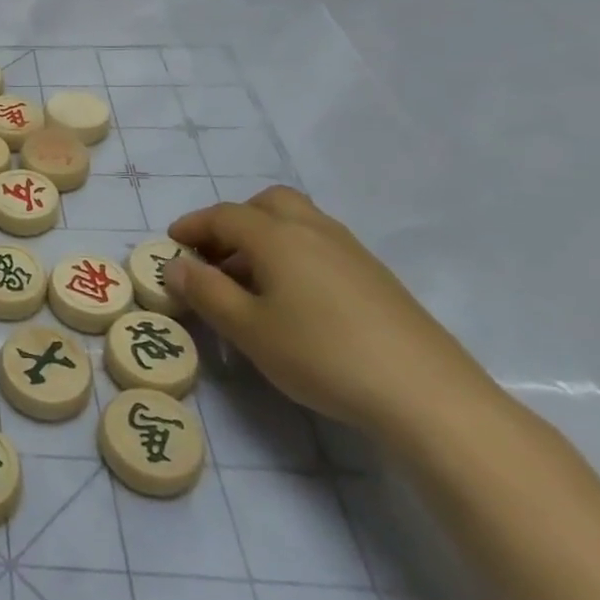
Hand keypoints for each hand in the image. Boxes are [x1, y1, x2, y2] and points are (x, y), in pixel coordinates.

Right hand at [165, 186, 497, 443]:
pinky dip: (293, 254)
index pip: (224, 215)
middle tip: (215, 255)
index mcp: (277, 236)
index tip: (171, 245)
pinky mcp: (376, 277)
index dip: (192, 226)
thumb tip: (175, 265)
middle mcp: (314, 230)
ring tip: (249, 281)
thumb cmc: (322, 355)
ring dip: (265, 237)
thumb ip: (206, 292)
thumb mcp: (248, 329)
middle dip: (234, 221)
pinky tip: (293, 299)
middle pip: (267, 203)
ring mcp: (351, 251)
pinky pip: (320, 245)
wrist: (428, 395)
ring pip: (298, 222)